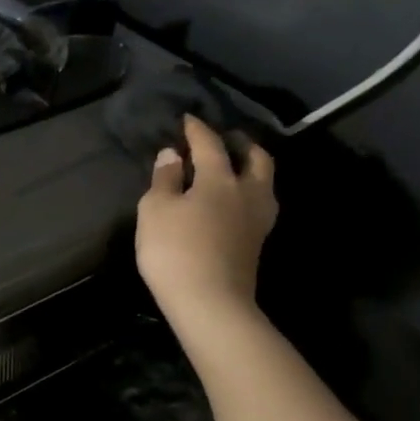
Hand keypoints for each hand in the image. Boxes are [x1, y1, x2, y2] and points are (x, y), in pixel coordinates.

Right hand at [136, 116, 276, 335]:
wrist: (210, 302)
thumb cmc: (175, 250)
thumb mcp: (155, 210)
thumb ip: (164, 180)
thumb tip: (172, 155)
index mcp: (220, 179)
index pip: (210, 145)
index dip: (197, 130)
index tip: (188, 118)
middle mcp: (247, 193)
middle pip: (256, 159)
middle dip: (241, 144)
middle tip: (227, 138)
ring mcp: (258, 220)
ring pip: (263, 183)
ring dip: (251, 169)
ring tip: (234, 167)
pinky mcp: (256, 242)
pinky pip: (257, 204)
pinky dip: (247, 192)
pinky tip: (233, 200)